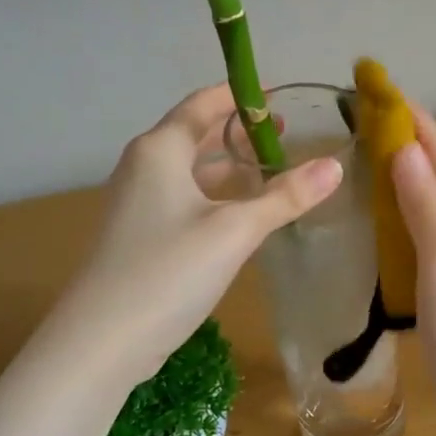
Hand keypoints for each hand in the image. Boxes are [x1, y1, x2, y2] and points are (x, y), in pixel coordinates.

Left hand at [49, 85, 342, 384]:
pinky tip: (241, 213)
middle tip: (284, 132)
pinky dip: (214, 195)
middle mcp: (144, 167)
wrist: (101, 341)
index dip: (239, 95)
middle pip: (195, 134)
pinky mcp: (139, 235)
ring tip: (270, 168)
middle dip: (238, 131)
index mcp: (160, 150)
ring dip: (228, 166)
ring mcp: (137, 203)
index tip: (276, 94)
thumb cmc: (168, 270)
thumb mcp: (235, 230)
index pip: (202, 104)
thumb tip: (334, 166)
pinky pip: (183, 198)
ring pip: (190, 170)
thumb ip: (285, 197)